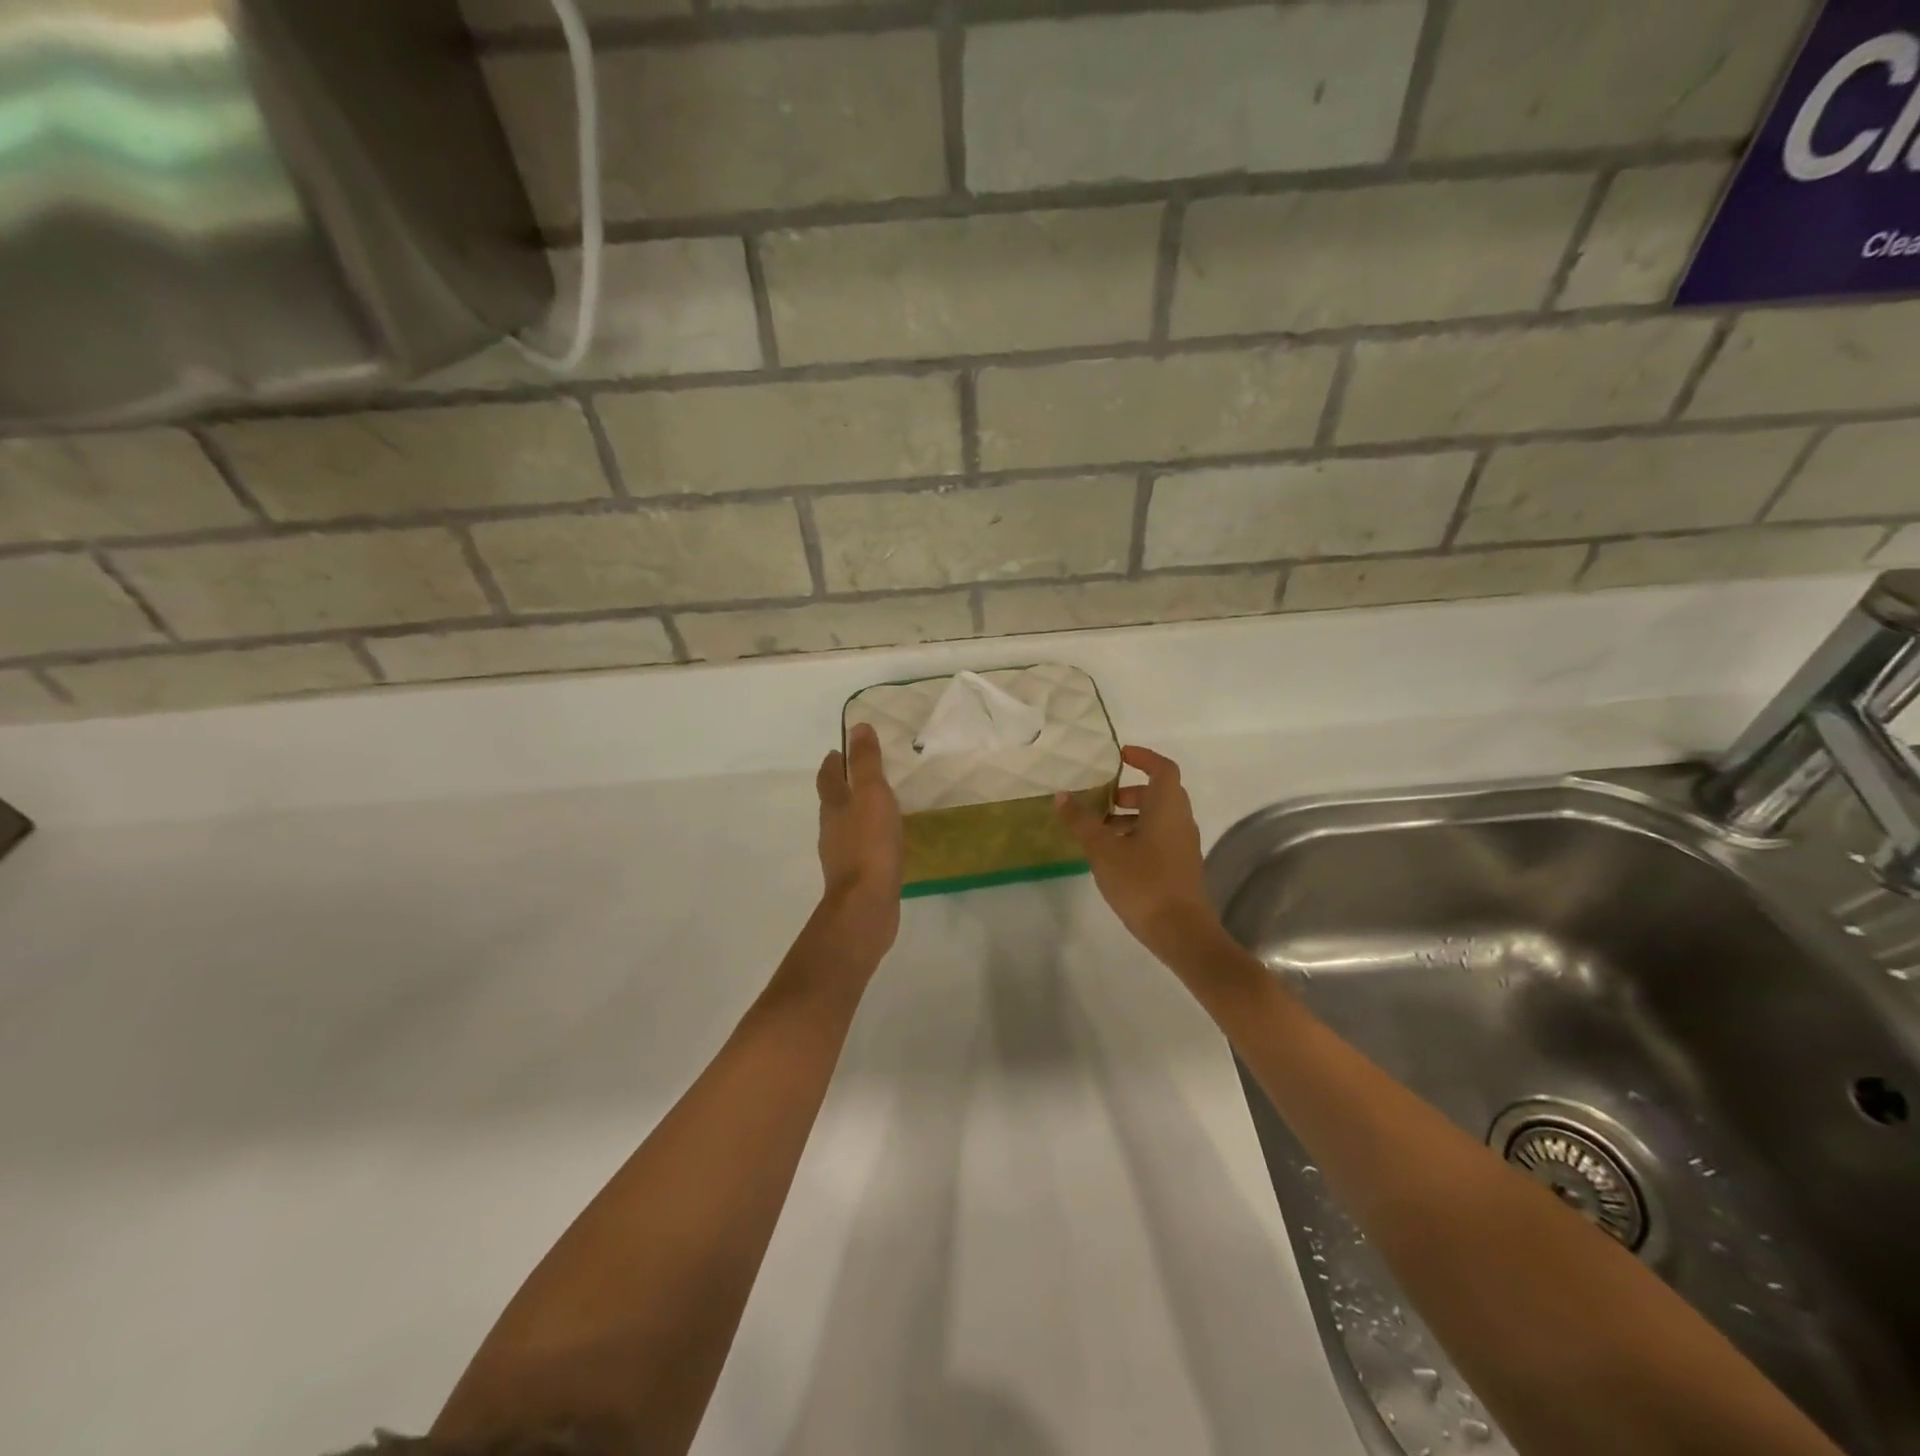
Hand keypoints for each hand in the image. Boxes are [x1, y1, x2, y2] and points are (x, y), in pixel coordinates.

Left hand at [816, 723, 903, 957]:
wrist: (866, 905)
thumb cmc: (870, 844)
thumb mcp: (872, 795)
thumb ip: (866, 763)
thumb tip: (856, 727)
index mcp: (834, 806)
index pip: (828, 777)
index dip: (833, 762)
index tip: (839, 751)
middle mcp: (832, 829)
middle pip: (833, 801)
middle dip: (843, 786)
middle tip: (862, 775)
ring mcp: (841, 855)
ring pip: (846, 826)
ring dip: (856, 813)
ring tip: (877, 806)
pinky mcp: (856, 877)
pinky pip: (860, 849)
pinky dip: (868, 839)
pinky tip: (884, 843)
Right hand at [1057, 746, 1221, 965]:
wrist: (1180, 931)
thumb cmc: (1143, 882)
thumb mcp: (1103, 850)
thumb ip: (1082, 822)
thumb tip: (1062, 796)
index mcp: (1167, 807)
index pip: (1162, 768)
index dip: (1143, 757)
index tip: (1119, 755)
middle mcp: (1180, 820)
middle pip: (1160, 793)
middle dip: (1130, 790)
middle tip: (1102, 797)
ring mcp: (1183, 845)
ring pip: (1158, 817)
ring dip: (1131, 816)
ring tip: (1099, 829)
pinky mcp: (1180, 866)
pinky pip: (1159, 837)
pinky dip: (1137, 834)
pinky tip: (1112, 855)